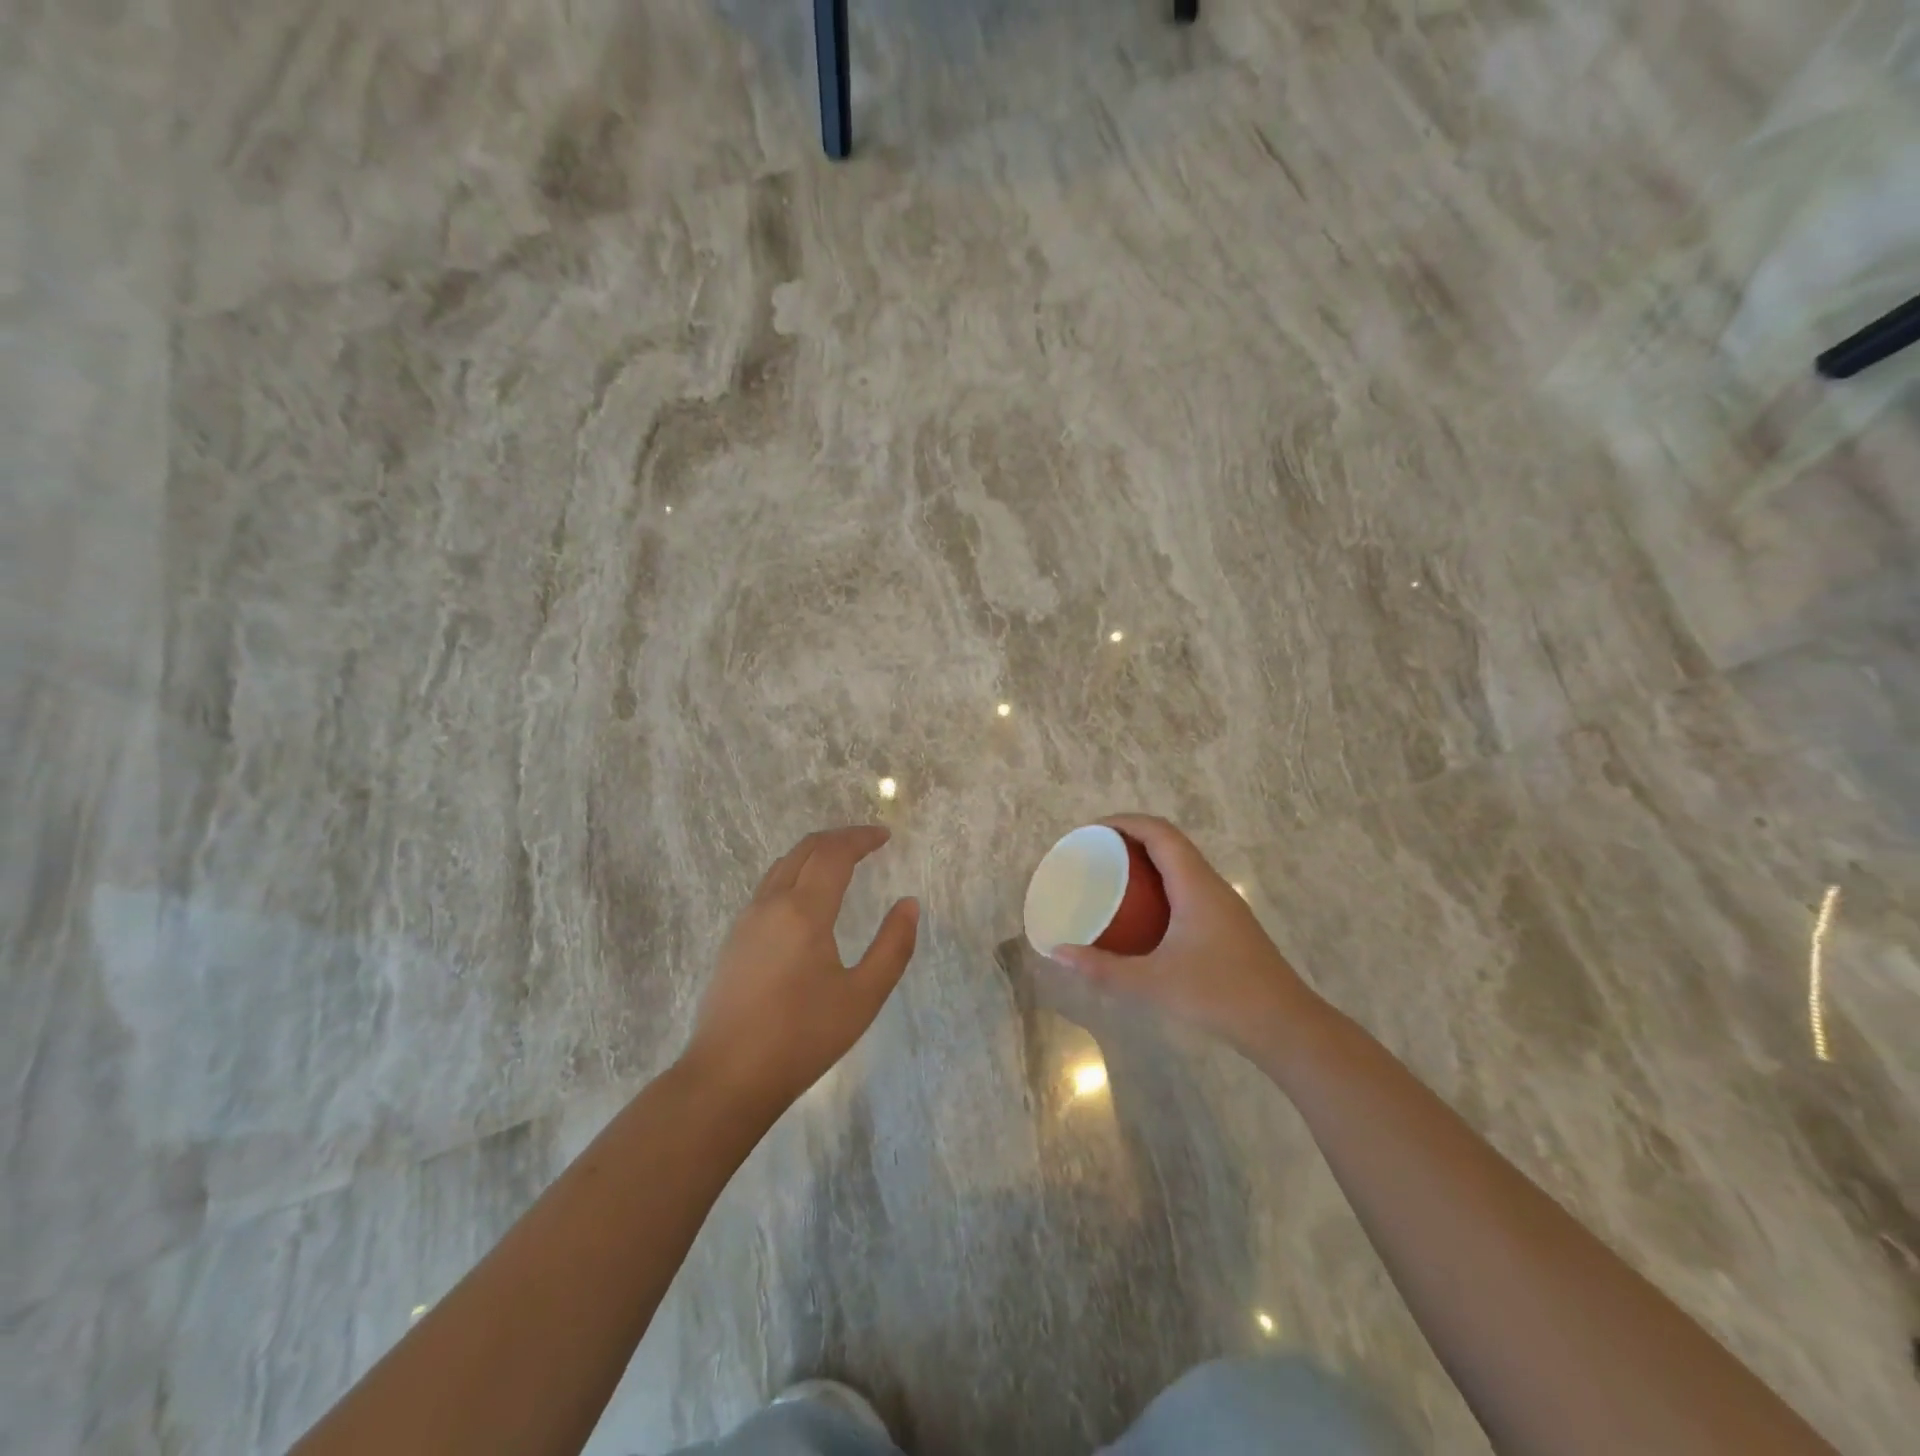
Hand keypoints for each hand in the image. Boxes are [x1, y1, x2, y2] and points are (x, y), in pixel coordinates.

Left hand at [682, 826, 918, 1113]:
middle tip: (868, 842)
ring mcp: (746, 921)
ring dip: (814, 854)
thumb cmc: (802, 1038)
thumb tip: (909, 904)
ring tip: (842, 863)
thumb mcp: (863, 997)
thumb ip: (893, 946)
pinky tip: (808, 899)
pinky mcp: (734, 940)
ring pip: (782, 866)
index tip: (885, 836)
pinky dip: (796, 873)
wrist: (727, 1078)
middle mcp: (771, 904)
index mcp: (803, 911)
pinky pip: (769, 887)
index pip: (834, 853)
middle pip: (805, 850)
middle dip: (838, 838)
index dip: (861, 837)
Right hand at [1050, 815, 1322, 1058]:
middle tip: (1095, 853)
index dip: (1124, 822)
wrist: (1285, 1026)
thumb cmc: (1219, 994)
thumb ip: (1104, 968)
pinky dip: (1161, 884)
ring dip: (1148, 860)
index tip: (1091, 831)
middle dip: (1131, 838)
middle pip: (1170, 842)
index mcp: (1195, 884)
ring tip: (1113, 877)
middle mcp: (1211, 885)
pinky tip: (1145, 914)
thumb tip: (1058, 952)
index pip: (1159, 832)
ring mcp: (1223, 905)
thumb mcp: (1154, 982)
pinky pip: (1188, 886)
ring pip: (1182, 865)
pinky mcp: (1227, 925)